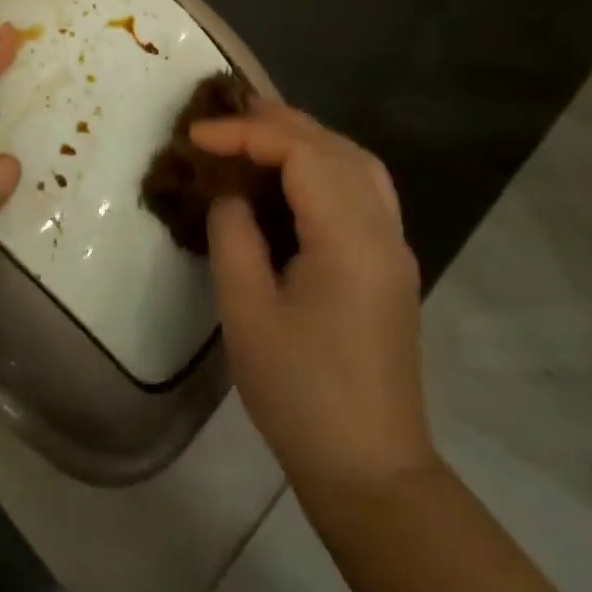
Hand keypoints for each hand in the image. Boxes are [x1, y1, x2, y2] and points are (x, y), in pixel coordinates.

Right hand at [194, 101, 432, 492]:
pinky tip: (292, 179)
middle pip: (334, 146)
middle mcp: (382, 229)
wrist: (370, 470)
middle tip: (222, 120)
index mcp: (350, 237)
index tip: (197, 136)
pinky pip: (362, 189)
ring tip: (254, 136)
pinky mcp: (390, 265)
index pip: (301, 152)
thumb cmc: (300, 393)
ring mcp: (394, 246)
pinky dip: (325, 165)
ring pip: (355, 162)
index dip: (246, 133)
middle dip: (277, 123)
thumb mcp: (246, 310)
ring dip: (305, 139)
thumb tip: (229, 192)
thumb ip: (233, 233)